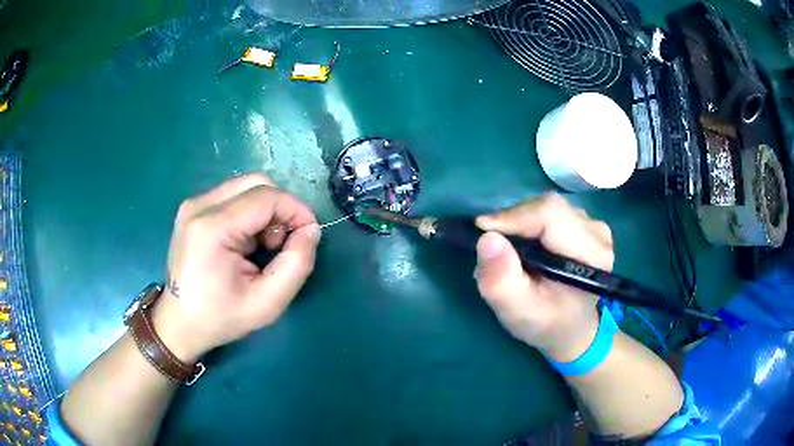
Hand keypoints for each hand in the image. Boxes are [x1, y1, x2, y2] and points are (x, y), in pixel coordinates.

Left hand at [151, 174, 320, 361]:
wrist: (179, 323)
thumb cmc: (220, 318)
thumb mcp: (268, 303)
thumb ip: (297, 264)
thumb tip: (310, 230)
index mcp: (213, 228)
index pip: (268, 197)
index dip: (297, 211)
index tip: (309, 235)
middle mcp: (199, 206)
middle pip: (257, 183)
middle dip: (280, 209)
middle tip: (280, 245)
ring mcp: (193, 205)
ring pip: (246, 188)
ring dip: (265, 212)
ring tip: (261, 247)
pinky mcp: (192, 209)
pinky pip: (233, 197)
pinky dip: (249, 214)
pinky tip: (244, 242)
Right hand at [474, 193, 613, 361]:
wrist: (571, 328)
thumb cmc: (546, 323)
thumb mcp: (518, 311)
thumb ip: (501, 280)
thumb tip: (487, 238)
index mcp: (590, 254)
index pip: (551, 215)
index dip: (514, 216)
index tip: (482, 230)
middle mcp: (597, 233)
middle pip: (548, 207)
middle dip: (514, 221)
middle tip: (493, 245)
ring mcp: (593, 225)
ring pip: (548, 207)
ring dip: (521, 222)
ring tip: (509, 250)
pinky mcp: (585, 224)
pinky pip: (551, 212)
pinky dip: (530, 223)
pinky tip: (526, 246)